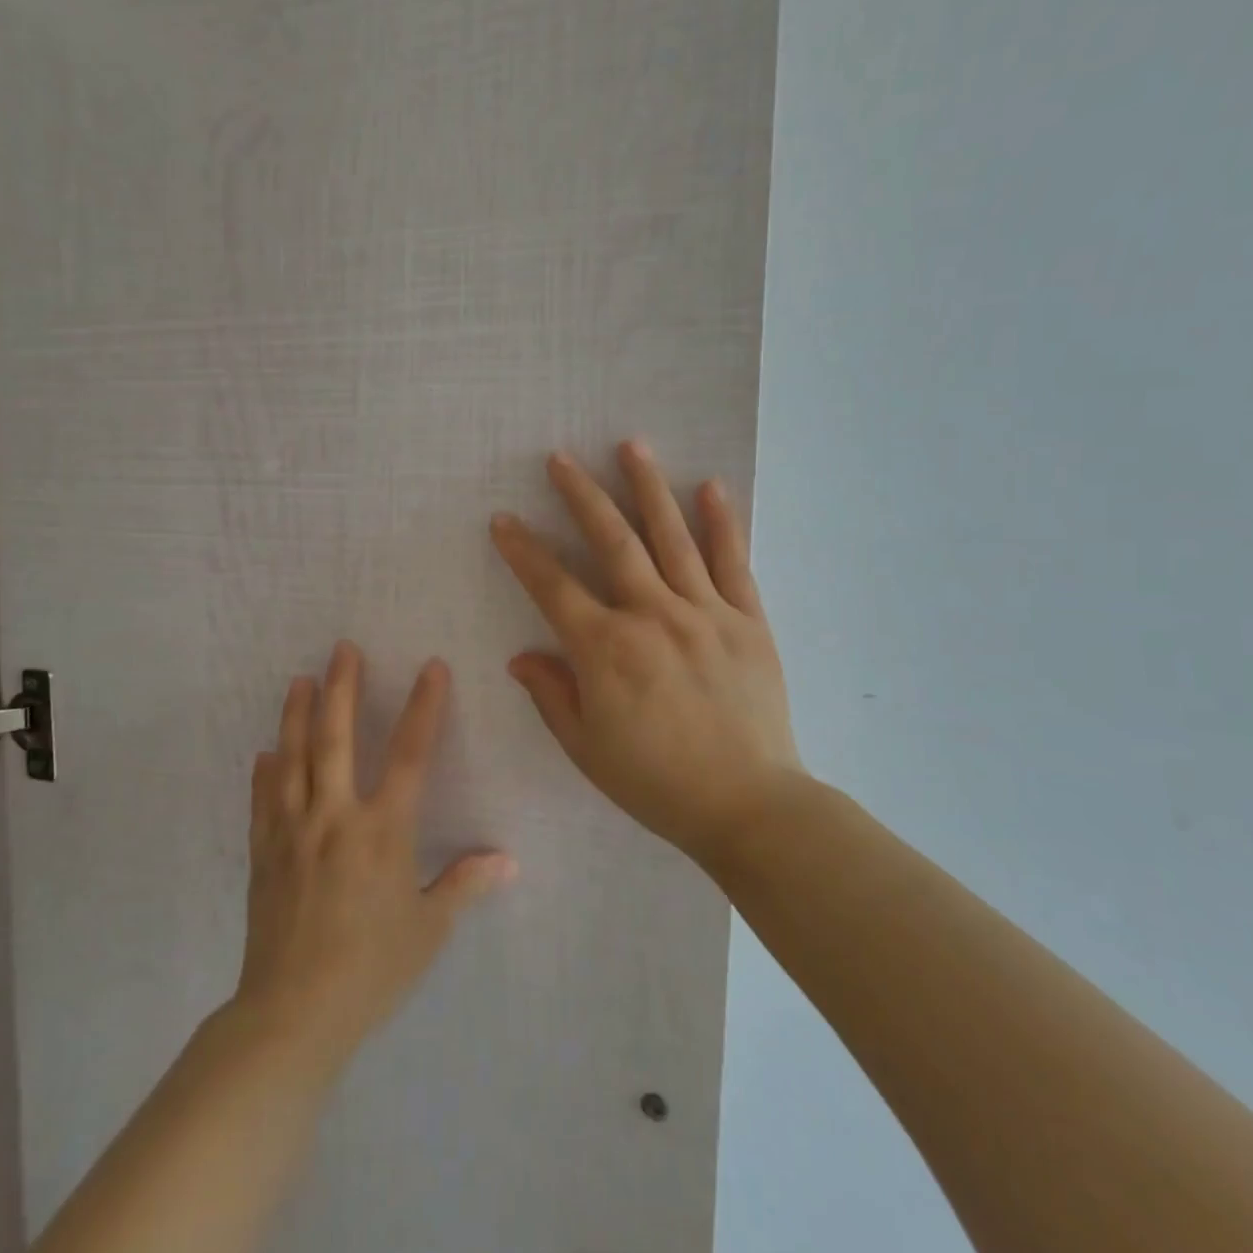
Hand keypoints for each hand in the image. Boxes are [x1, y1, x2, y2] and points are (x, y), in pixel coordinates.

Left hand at [234, 642, 516, 1066]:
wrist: (294, 1014)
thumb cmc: (371, 969)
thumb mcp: (428, 930)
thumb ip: (464, 885)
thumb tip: (507, 861)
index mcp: (382, 831)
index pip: (409, 755)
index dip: (423, 707)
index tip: (431, 667)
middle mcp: (335, 818)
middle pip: (336, 739)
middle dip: (341, 688)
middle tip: (341, 649)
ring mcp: (293, 832)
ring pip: (293, 759)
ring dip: (297, 715)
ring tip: (299, 680)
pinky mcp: (264, 854)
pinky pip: (263, 801)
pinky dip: (265, 772)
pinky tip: (265, 753)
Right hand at [489, 441, 817, 866]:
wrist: (749, 806)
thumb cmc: (656, 782)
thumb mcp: (586, 748)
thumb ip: (552, 694)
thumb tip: (522, 656)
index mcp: (606, 649)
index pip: (553, 586)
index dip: (524, 551)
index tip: (504, 520)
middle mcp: (652, 616)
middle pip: (612, 541)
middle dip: (581, 495)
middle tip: (561, 458)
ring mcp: (705, 612)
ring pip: (671, 537)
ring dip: (647, 487)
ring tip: (631, 445)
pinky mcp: (748, 621)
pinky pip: (732, 562)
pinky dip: (721, 523)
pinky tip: (709, 487)